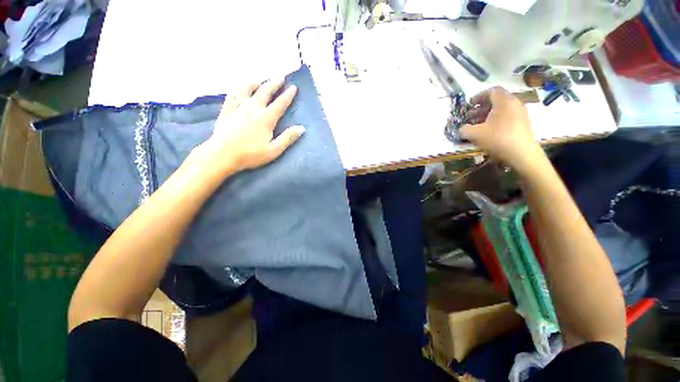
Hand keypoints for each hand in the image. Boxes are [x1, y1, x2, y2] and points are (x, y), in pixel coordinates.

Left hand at [193, 78, 304, 175]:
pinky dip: (238, 89)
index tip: (293, 87)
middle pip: (265, 92)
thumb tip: (302, 128)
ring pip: (246, 89)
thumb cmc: (250, 155)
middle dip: (274, 84)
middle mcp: (252, 108)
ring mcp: (238, 108)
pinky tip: (239, 89)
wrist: (222, 155)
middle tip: (280, 77)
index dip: (288, 95)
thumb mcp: (274, 150)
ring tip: (259, 81)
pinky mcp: (227, 111)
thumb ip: (288, 138)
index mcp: (266, 118)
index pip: (280, 104)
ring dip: (254, 83)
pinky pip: (232, 95)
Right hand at [460, 87, 540, 171]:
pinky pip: (507, 116)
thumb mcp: (474, 134)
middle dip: (481, 107)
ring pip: (502, 109)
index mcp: (504, 101)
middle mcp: (514, 103)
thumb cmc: (497, 139)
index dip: (479, 96)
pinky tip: (489, 131)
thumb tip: (461, 128)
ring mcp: (521, 113)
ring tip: (478, 125)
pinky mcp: (523, 124)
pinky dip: (496, 120)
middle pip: (496, 100)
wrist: (522, 154)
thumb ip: (464, 129)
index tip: (469, 105)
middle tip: (470, 117)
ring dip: (488, 115)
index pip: (491, 91)